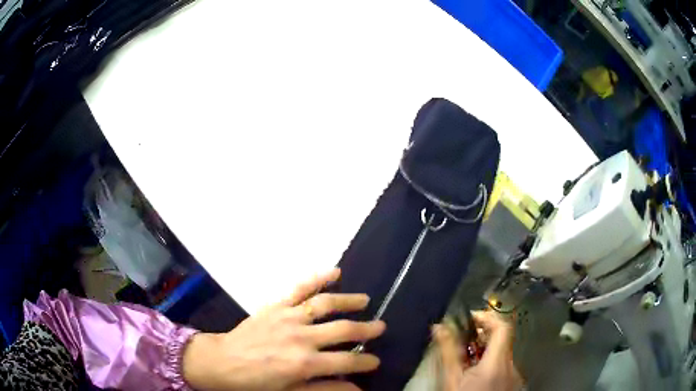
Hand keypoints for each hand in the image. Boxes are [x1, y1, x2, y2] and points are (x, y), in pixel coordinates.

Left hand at [182, 268, 384, 390]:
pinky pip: (299, 288)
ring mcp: (288, 317)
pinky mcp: (276, 305)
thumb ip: (325, 389)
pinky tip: (335, 272)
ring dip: (348, 301)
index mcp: (305, 363)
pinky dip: (318, 278)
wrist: (222, 362)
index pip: (347, 361)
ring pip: (325, 304)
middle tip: (381, 327)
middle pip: (343, 330)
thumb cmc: (256, 383)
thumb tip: (358, 389)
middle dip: (366, 329)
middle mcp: (301, 337)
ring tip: (365, 300)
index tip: (375, 361)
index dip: (365, 361)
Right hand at [434, 310, 521, 390]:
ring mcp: (514, 376)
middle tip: (462, 340)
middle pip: (502, 340)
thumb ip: (448, 352)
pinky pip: (503, 366)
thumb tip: (439, 326)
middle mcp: (512, 366)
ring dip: (485, 350)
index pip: (503, 327)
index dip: (487, 317)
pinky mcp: (512, 384)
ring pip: (502, 354)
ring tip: (465, 359)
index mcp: (498, 362)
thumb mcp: (451, 379)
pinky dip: (490, 363)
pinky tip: (475, 375)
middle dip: (482, 336)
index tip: (469, 319)